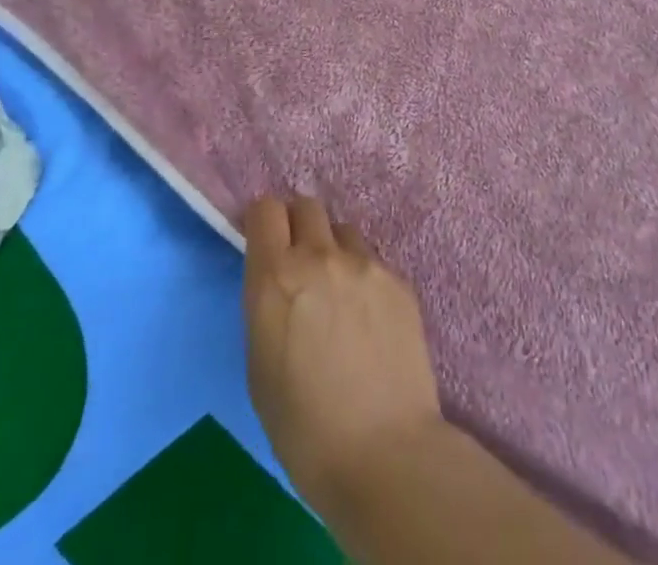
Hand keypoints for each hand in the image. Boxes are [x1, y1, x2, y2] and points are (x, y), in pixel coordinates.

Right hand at [242, 195, 446, 516]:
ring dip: (333, 250)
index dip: (262, 221)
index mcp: (276, 279)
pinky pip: (372, 262)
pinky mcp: (397, 279)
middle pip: (306, 206)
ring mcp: (365, 263)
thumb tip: (280, 283)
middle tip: (298, 264)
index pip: (265, 210)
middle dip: (297, 226)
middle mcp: (320, 257)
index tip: (262, 241)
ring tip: (337, 294)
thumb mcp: (260, 366)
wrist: (383, 451)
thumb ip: (267, 306)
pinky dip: (363, 278)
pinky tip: (368, 320)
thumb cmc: (303, 428)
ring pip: (342, 231)